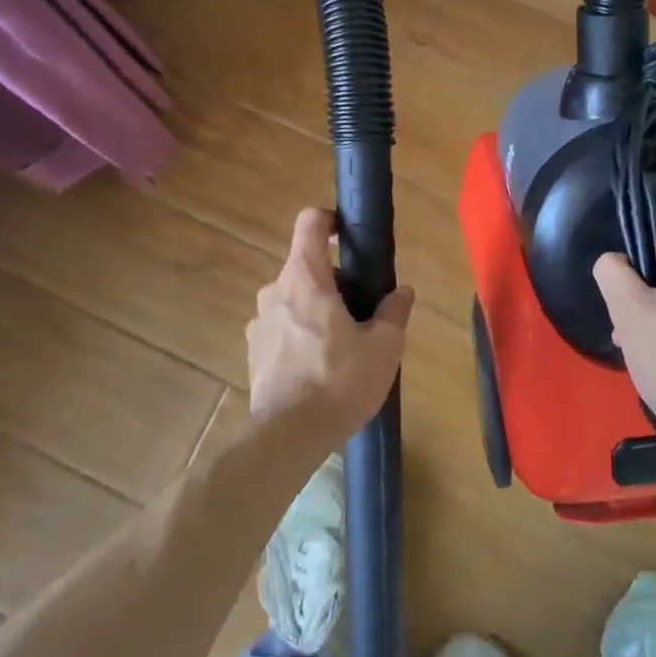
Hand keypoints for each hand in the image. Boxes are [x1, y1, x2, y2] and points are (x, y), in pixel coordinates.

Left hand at [246, 207, 415, 447]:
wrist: (287, 436)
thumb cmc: (339, 380)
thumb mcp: (383, 347)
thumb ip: (394, 312)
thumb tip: (402, 292)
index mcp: (305, 277)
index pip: (310, 222)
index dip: (330, 220)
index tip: (349, 237)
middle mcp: (275, 291)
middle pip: (306, 268)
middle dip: (335, 283)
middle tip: (362, 313)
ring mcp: (259, 323)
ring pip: (293, 301)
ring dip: (317, 312)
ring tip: (343, 348)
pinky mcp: (253, 353)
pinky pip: (282, 330)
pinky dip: (301, 338)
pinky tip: (320, 371)